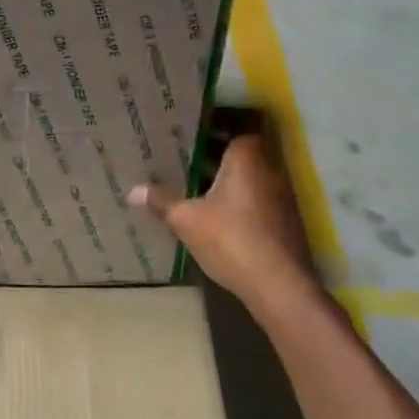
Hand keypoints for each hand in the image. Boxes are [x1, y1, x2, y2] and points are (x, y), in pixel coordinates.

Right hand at [129, 132, 321, 320]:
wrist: (279, 287)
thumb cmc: (231, 239)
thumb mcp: (186, 220)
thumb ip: (161, 202)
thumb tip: (132, 191)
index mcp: (246, 159)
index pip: (236, 130)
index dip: (215, 131)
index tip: (192, 133)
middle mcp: (270, 171)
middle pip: (243, 154)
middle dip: (218, 157)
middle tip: (187, 158)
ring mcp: (282, 199)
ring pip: (252, 179)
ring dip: (230, 182)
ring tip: (198, 186)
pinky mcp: (286, 224)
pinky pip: (260, 201)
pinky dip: (242, 203)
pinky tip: (220, 216)